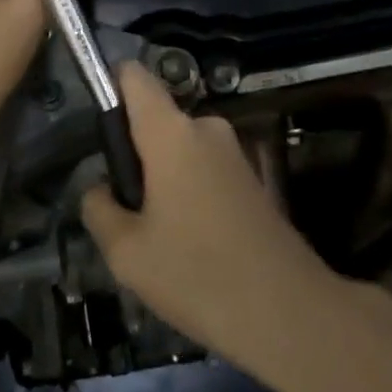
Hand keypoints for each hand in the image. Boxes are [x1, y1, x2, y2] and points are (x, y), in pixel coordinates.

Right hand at [81, 65, 342, 363]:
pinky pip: (203, 170)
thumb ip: (99, 209)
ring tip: (160, 239)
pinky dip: (190, 195)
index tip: (100, 136)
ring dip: (162, 181)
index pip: (133, 76)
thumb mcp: (126, 252)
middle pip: (155, 120)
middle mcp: (205, 128)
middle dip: (135, 156)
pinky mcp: (253, 180)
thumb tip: (102, 190)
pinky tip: (194, 246)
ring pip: (178, 150)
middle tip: (129, 212)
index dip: (110, 89)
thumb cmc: (198, 275)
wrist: (291, 316)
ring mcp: (234, 153)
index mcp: (171, 132)